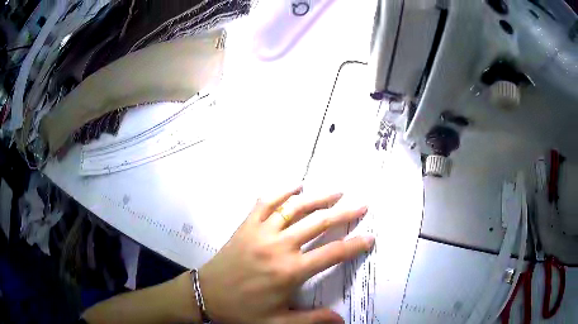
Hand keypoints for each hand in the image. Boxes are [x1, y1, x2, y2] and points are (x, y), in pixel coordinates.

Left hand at [198, 185, 373, 323]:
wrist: (206, 295)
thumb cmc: (243, 310)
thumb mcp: (278, 322)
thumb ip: (312, 320)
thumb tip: (342, 321)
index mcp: (290, 271)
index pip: (332, 254)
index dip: (354, 245)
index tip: (370, 237)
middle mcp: (279, 247)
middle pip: (319, 224)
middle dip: (344, 214)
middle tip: (362, 205)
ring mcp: (261, 232)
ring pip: (295, 208)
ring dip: (318, 198)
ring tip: (338, 192)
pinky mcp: (246, 226)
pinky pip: (266, 203)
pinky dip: (282, 192)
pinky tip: (296, 186)